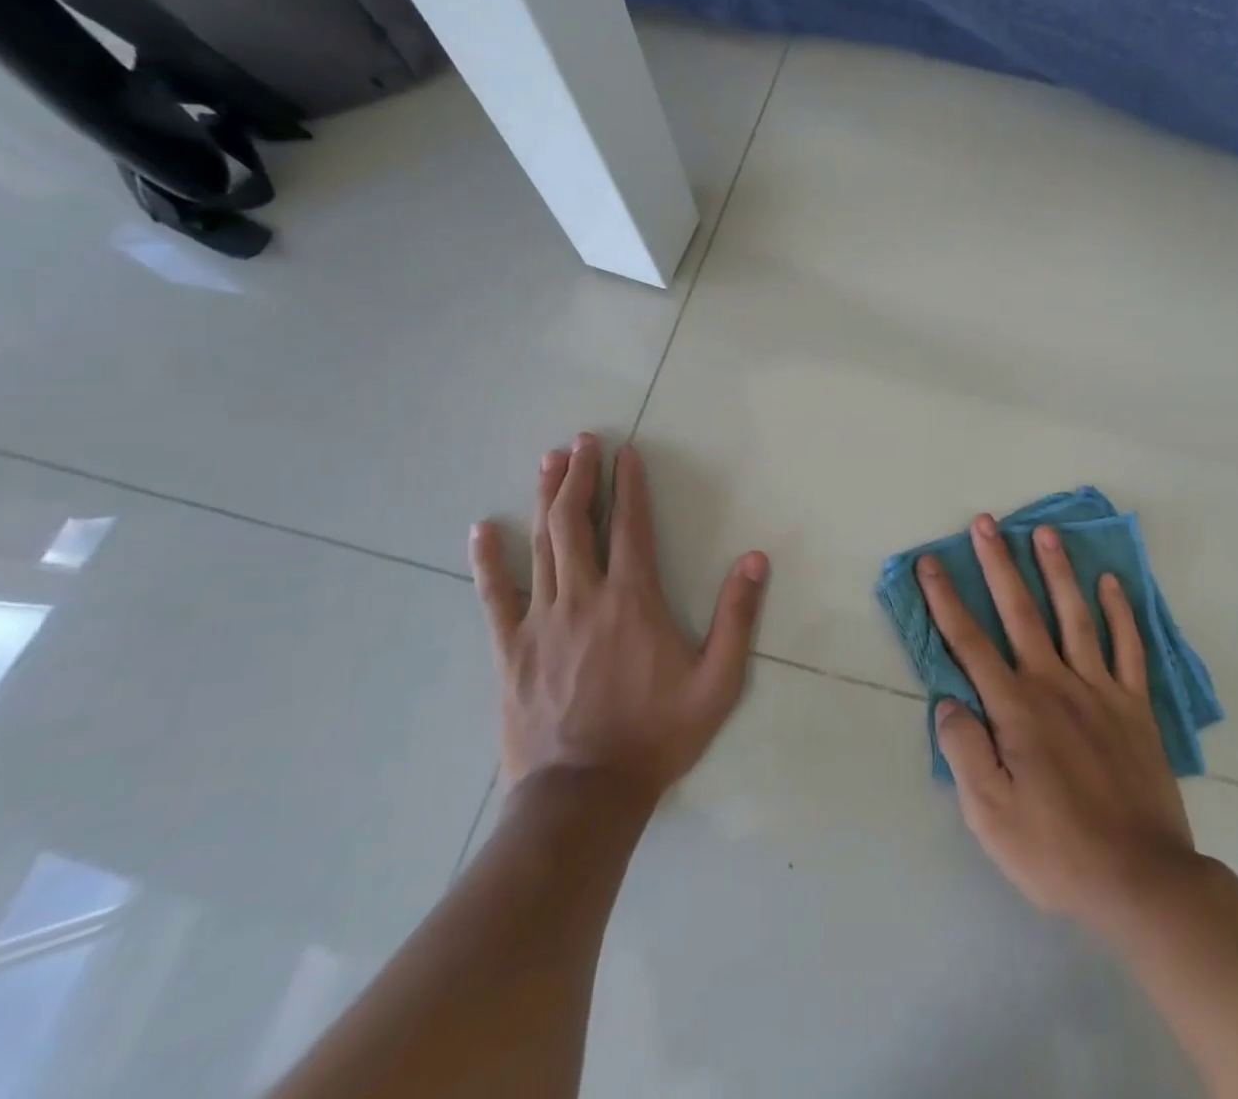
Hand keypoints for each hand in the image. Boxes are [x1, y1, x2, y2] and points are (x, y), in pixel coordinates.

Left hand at [469, 433, 769, 803]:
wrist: (584, 796)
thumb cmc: (657, 734)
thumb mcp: (717, 681)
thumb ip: (737, 617)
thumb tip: (755, 558)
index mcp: (633, 600)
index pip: (631, 527)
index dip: (629, 484)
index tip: (626, 451)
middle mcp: (584, 598)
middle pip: (577, 523)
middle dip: (579, 476)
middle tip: (581, 441)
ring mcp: (541, 621)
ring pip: (541, 545)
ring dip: (546, 499)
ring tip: (548, 461)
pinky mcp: (511, 649)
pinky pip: (495, 595)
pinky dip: (488, 559)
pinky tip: (482, 529)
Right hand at [920, 515, 1197, 933]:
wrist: (1142, 880)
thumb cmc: (1056, 850)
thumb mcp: (990, 816)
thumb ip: (965, 751)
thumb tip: (948, 700)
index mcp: (1015, 709)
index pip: (969, 642)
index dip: (945, 599)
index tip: (930, 562)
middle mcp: (1054, 684)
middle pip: (1020, 611)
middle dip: (998, 564)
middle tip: (986, 522)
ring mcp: (1099, 689)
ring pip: (1074, 615)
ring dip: (1057, 571)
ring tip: (1045, 532)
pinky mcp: (1134, 704)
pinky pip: (1128, 647)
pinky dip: (1120, 612)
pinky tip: (1112, 582)